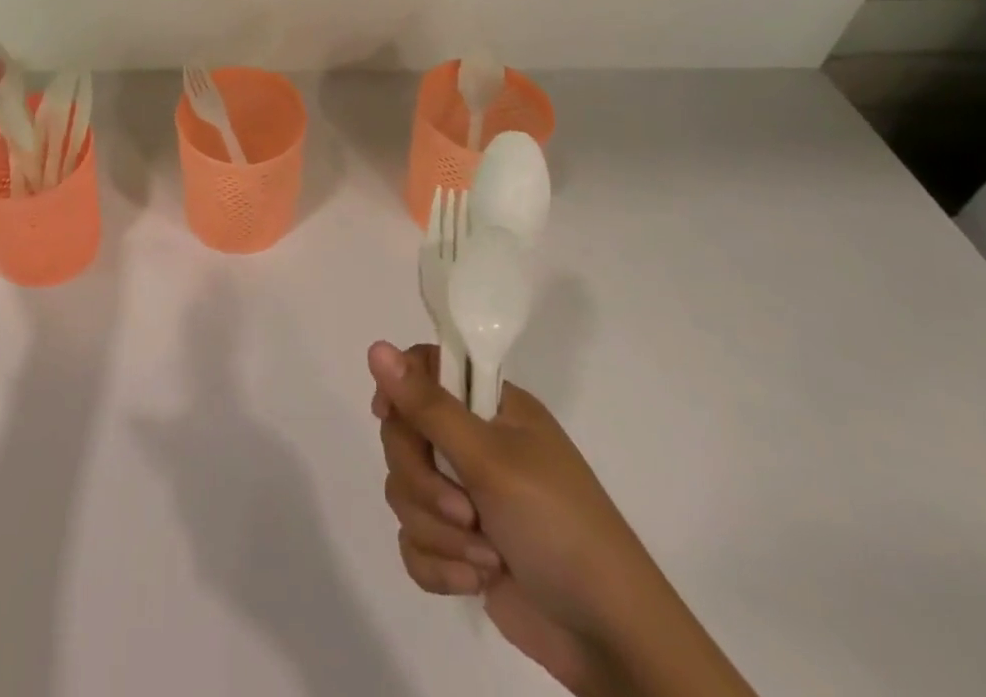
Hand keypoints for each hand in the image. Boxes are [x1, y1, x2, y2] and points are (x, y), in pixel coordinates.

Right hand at [369, 342, 668, 696]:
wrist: (610, 639)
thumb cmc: (558, 527)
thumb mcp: (491, 460)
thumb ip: (428, 406)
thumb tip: (375, 346)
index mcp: (492, 407)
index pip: (425, 369)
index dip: (400, 388)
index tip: (389, 416)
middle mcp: (475, 443)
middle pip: (403, 435)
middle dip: (424, 481)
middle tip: (463, 509)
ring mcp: (466, 496)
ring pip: (405, 491)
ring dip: (438, 531)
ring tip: (485, 556)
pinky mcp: (459, 547)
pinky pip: (414, 540)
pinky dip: (437, 565)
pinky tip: (472, 583)